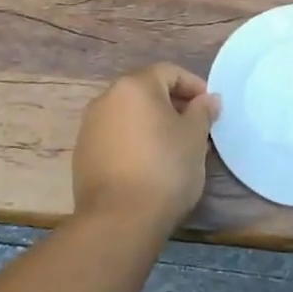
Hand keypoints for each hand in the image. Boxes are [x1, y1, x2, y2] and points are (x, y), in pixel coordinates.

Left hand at [72, 64, 219, 233]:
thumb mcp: (195, 137)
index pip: (169, 72)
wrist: (119, 219)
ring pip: (129, 115)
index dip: (194, 85)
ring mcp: (90, 127)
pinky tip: (148, 165)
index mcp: (135, 86)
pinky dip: (133, 142)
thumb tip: (208, 99)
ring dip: (152, 124)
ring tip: (173, 148)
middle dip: (173, 105)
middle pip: (146, 92)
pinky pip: (115, 137)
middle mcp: (107, 99)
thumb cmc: (165, 168)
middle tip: (195, 128)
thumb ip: (202, 111)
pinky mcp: (82, 154)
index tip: (210, 108)